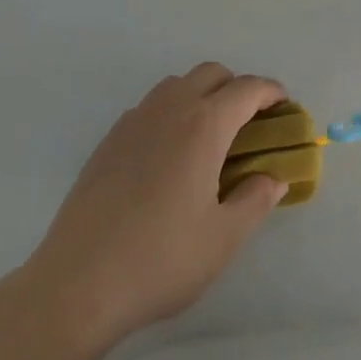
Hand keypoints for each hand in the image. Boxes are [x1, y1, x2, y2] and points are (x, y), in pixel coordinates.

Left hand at [16, 64, 288, 358]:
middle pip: (211, 74)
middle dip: (237, 87)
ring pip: (177, 85)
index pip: (247, 89)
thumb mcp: (223, 239)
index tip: (284, 107)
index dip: (271, 92)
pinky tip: (169, 156)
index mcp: (204, 125)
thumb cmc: (159, 260)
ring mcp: (134, 121)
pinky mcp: (108, 141)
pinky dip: (171, 112)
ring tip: (210, 137)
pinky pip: (150, 107)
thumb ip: (256, 200)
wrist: (76, 285)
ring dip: (202, 95)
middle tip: (250, 123)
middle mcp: (170, 109)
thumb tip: (274, 178)